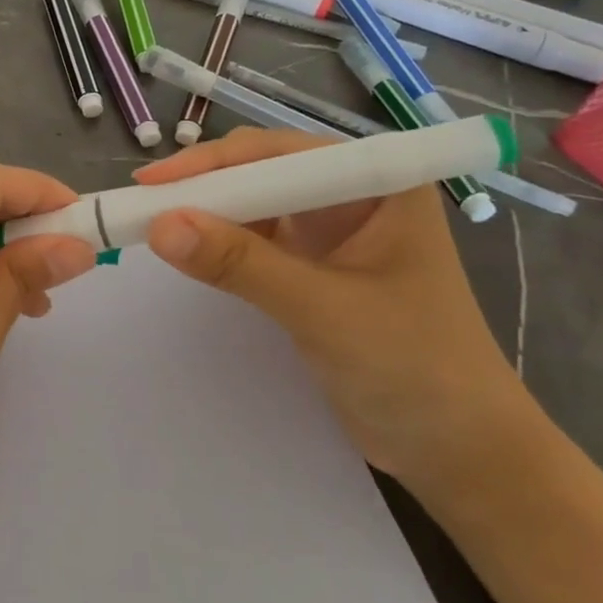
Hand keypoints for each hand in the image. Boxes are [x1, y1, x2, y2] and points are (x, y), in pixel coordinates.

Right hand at [134, 127, 531, 489]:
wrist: (460, 451)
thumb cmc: (414, 369)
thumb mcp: (324, 311)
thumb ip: (242, 266)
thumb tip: (159, 227)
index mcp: (378, 182)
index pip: (280, 151)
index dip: (213, 163)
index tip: (152, 184)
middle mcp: (352, 194)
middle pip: (262, 171)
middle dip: (205, 185)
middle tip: (142, 205)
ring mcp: (331, 231)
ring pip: (253, 204)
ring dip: (206, 213)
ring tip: (151, 225)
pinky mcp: (312, 266)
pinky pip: (254, 240)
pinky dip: (218, 243)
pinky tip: (188, 251)